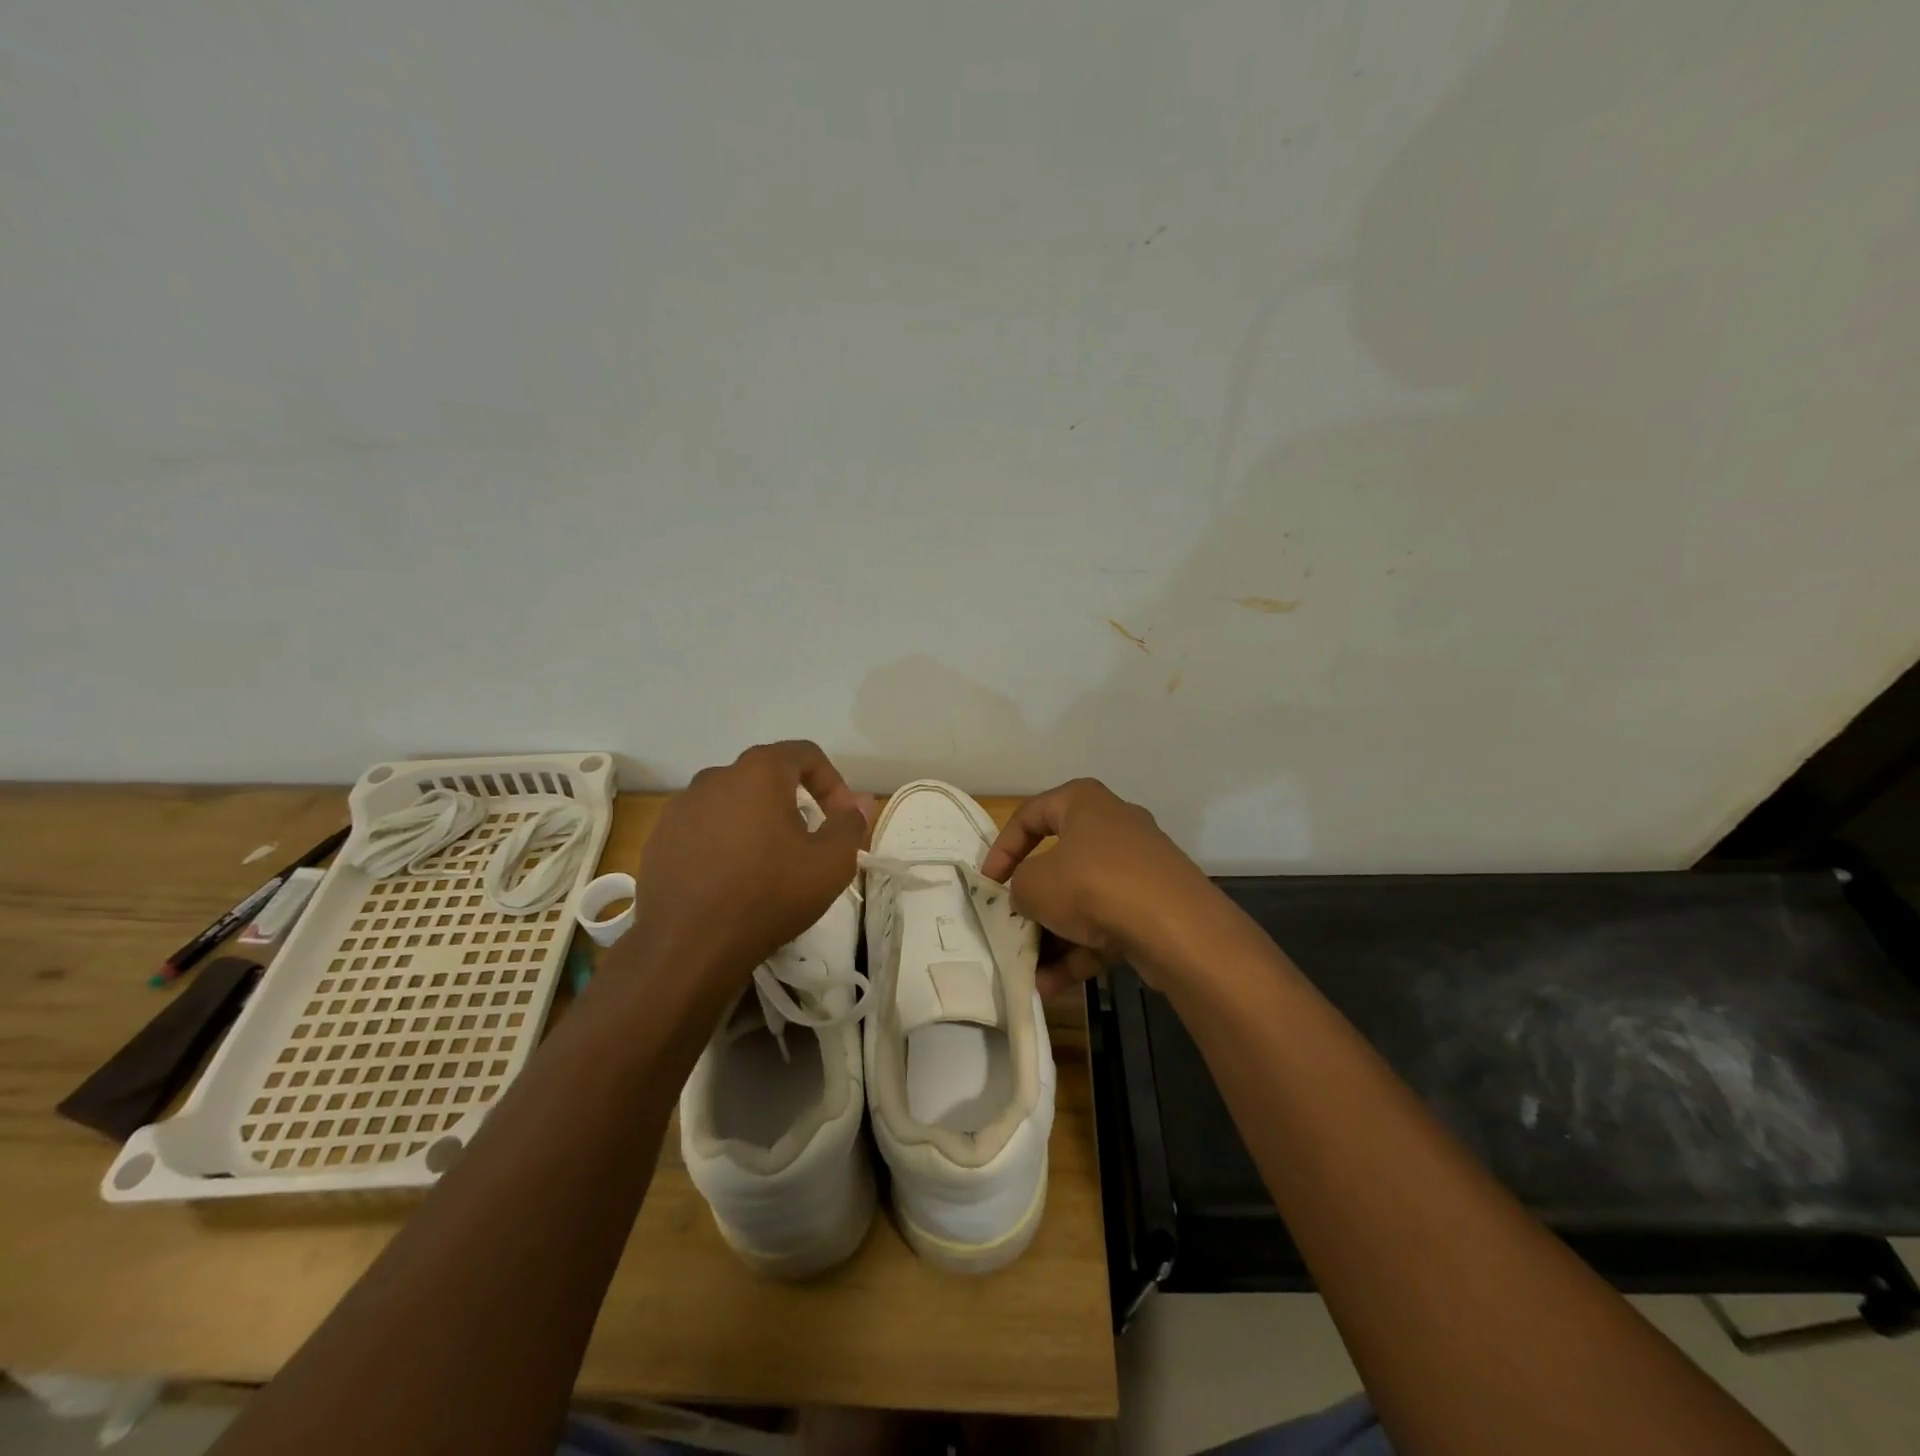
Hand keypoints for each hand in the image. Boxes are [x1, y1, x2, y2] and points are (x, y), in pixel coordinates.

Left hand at [630, 742, 869, 989]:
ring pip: (734, 802)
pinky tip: (731, 879)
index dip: (833, 783)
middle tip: (809, 843)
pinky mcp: (660, 837)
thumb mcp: (830, 864)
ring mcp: (681, 807)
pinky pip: (704, 827)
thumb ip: (850, 825)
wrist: (686, 947)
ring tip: (769, 864)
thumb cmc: (768, 895)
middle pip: (767, 776)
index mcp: (759, 772)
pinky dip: (725, 842)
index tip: (841, 820)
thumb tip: (860, 803)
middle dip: (795, 803)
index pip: (806, 754)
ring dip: (758, 822)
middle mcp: (715, 776)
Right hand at [982, 778, 1216, 997]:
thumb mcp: (1034, 885)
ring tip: (1029, 970)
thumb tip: (1026, 896)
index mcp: (1084, 802)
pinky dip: (1081, 952)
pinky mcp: (1156, 906)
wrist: (1175, 926)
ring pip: (1085, 899)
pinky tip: (1052, 986)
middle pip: (1060, 861)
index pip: (1030, 815)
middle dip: (1033, 900)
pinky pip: (1108, 924)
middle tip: (1012, 925)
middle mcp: (1115, 826)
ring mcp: (1140, 867)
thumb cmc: (1092, 884)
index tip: (988, 882)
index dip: (1002, 848)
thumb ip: (1018, 887)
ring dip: (1055, 936)